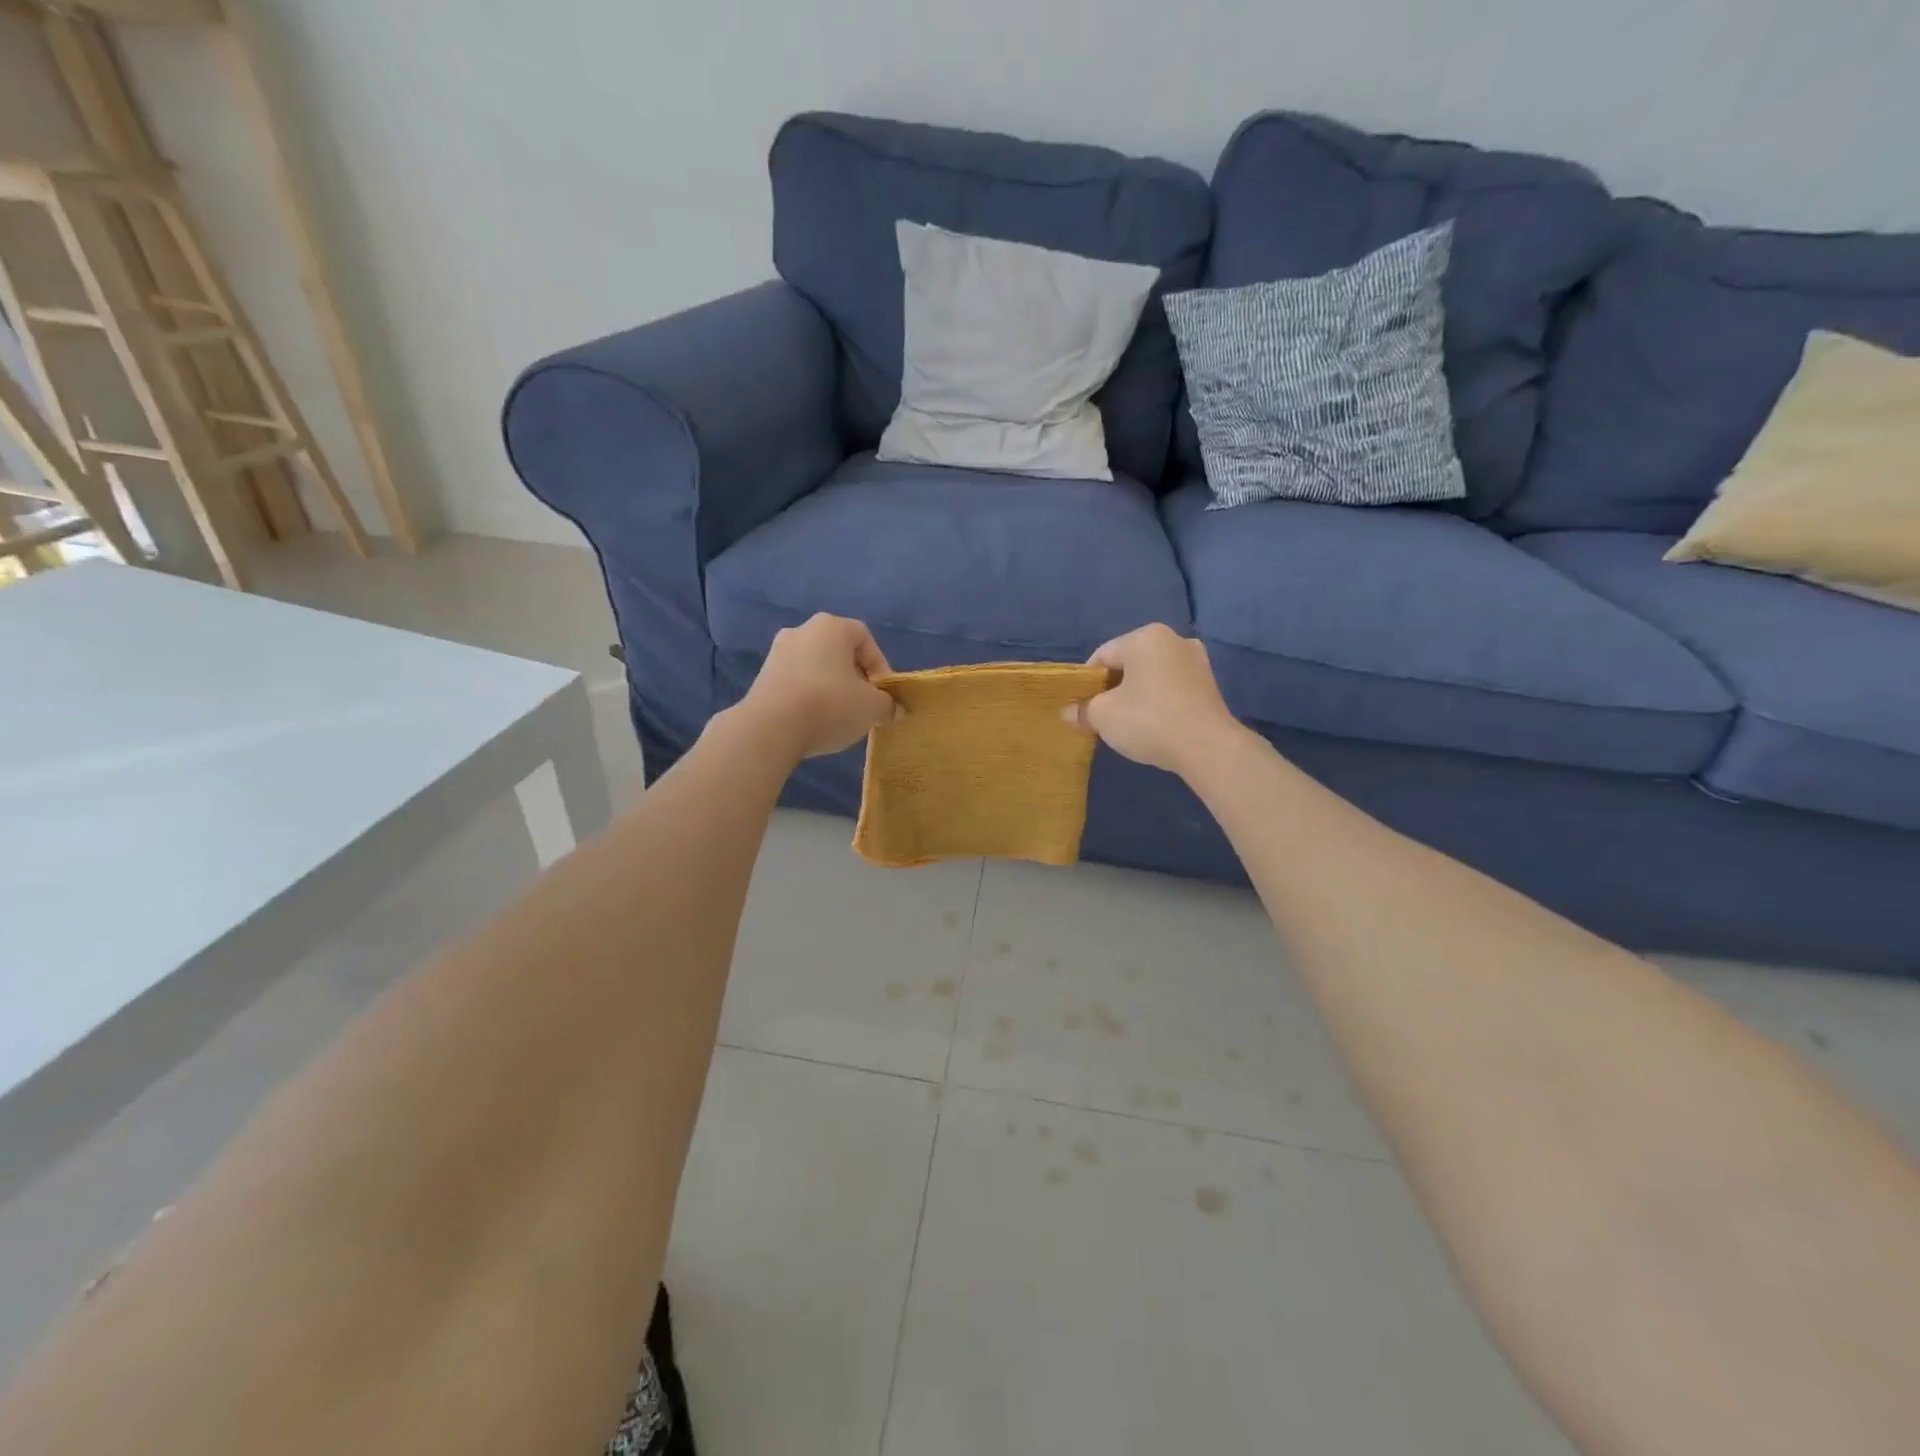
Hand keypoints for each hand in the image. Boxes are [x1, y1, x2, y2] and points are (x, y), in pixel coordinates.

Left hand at [739, 614, 898, 759]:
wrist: (770, 727)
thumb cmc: (830, 705)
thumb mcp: (871, 708)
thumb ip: (888, 705)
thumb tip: (894, 710)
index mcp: (832, 627)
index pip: (866, 639)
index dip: (880, 667)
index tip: (883, 695)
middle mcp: (802, 630)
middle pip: (839, 652)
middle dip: (855, 677)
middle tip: (864, 704)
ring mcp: (778, 652)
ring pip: (817, 667)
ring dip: (831, 687)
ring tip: (839, 716)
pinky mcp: (762, 676)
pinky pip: (796, 681)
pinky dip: (809, 696)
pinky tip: (814, 720)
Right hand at [1065, 624, 1241, 775]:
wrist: (1207, 747)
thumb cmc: (1148, 721)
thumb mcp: (1103, 716)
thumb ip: (1083, 709)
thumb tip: (1068, 712)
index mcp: (1144, 637)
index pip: (1102, 656)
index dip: (1086, 682)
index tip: (1081, 707)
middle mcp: (1173, 639)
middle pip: (1128, 663)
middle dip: (1112, 688)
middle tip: (1101, 716)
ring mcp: (1196, 660)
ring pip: (1151, 675)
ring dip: (1135, 694)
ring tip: (1127, 722)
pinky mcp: (1209, 683)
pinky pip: (1171, 686)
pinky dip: (1157, 700)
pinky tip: (1153, 723)